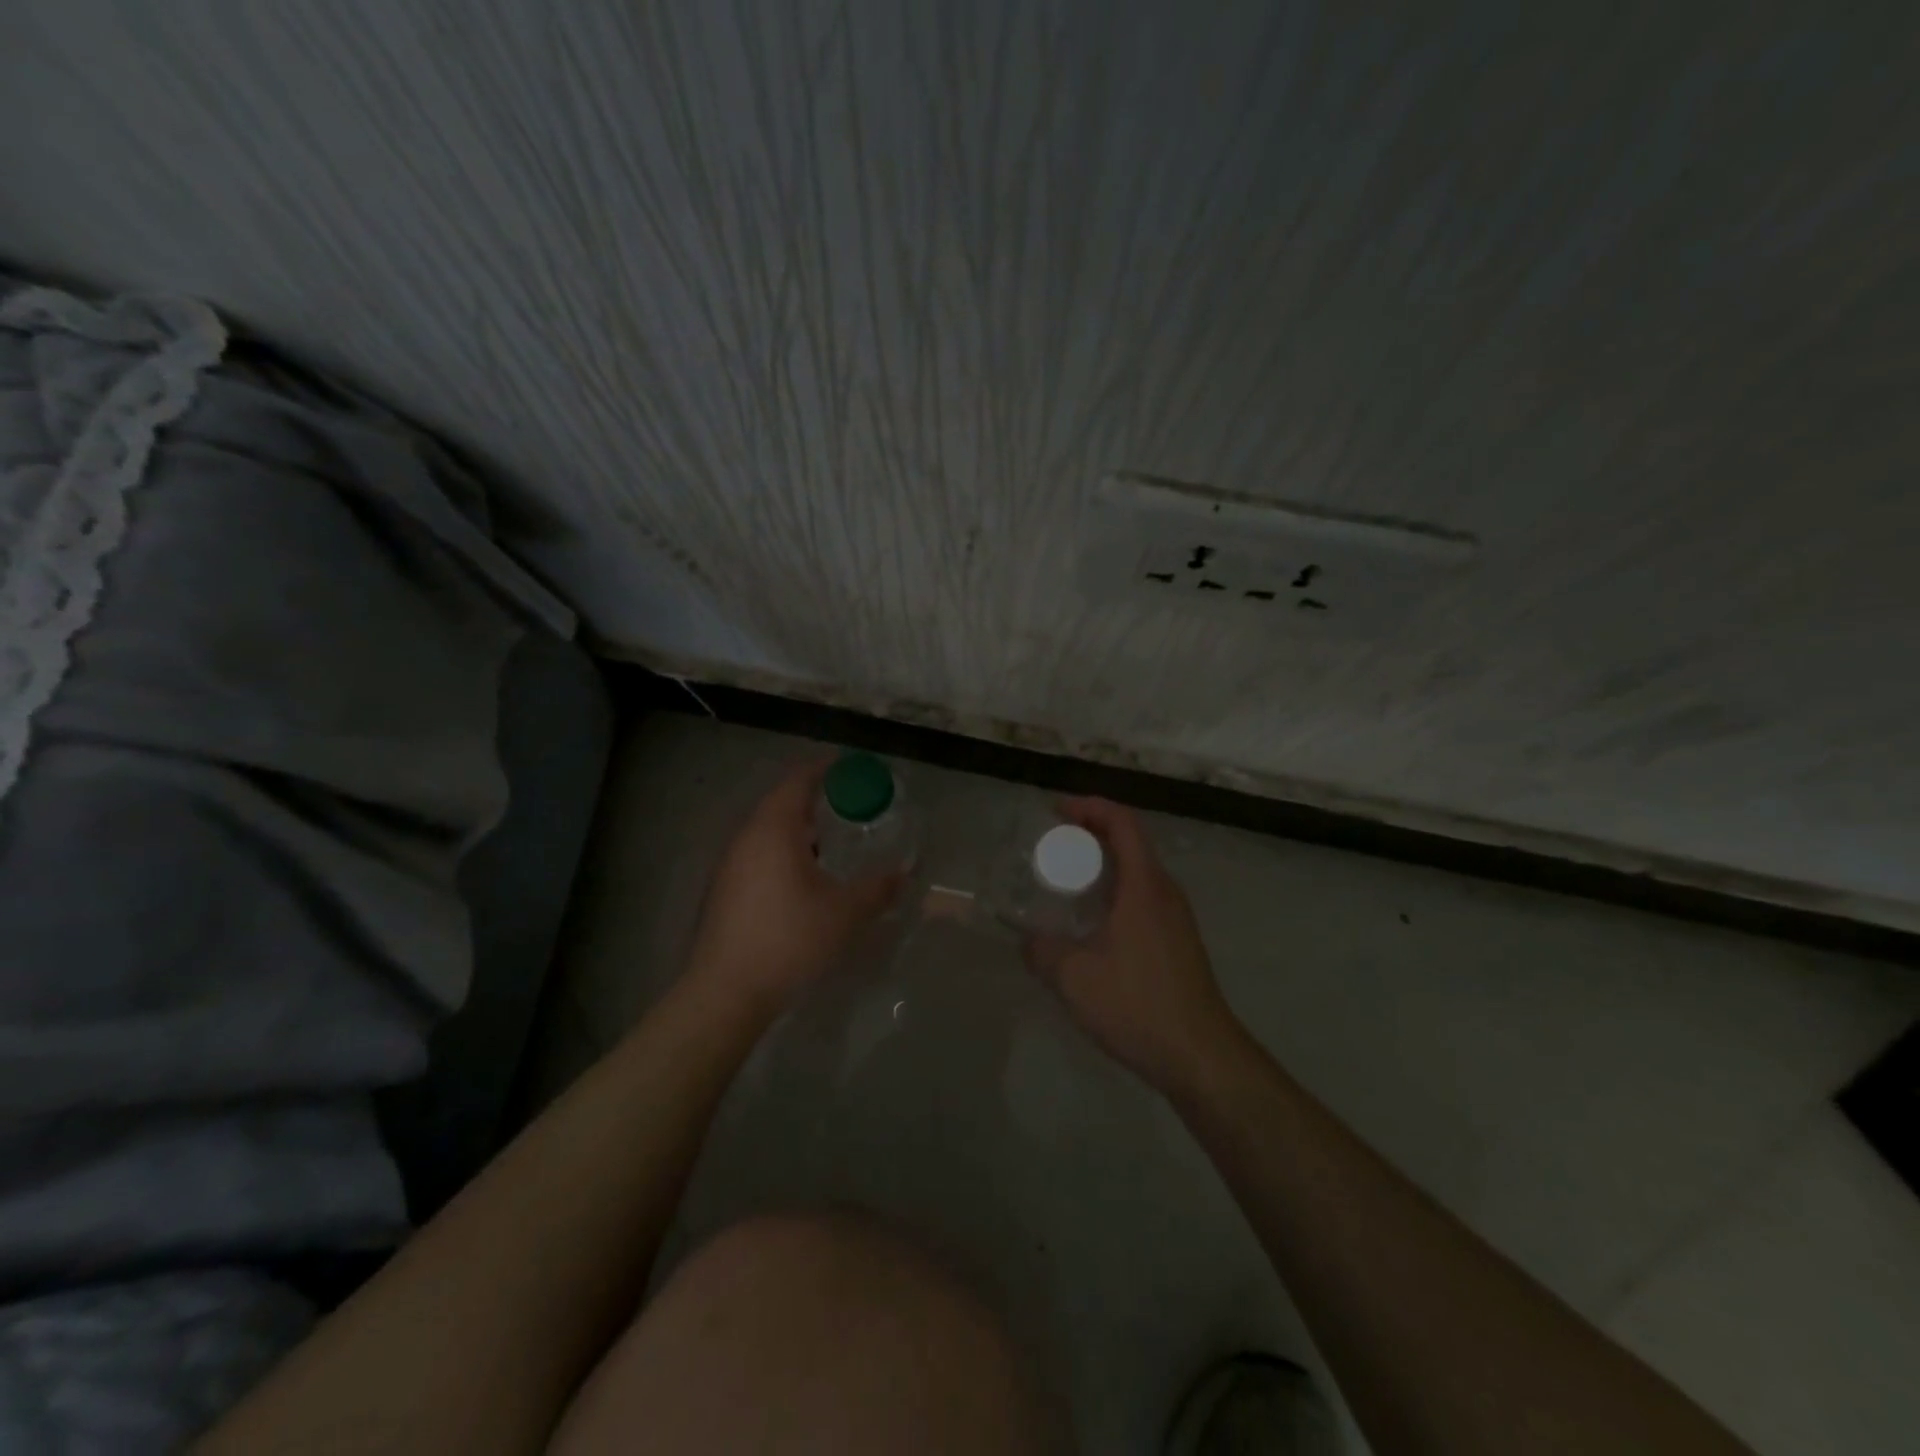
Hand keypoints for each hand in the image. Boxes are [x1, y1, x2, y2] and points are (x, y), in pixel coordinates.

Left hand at [684, 758, 903, 1017]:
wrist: (726, 992)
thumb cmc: (790, 939)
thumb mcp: (846, 913)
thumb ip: (878, 888)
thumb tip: (904, 874)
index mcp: (774, 829)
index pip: (798, 780)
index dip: (824, 769)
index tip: (849, 767)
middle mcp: (747, 838)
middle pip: (781, 803)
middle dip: (814, 800)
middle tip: (848, 806)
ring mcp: (730, 865)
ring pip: (768, 832)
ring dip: (798, 830)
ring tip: (831, 843)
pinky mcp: (724, 891)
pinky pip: (759, 855)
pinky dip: (784, 853)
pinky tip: (804, 880)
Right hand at [1025, 798, 1238, 1091]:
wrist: (1201, 1056)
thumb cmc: (1137, 1005)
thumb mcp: (1074, 978)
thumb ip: (1041, 951)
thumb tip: (1027, 941)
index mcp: (1145, 885)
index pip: (1121, 821)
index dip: (1088, 807)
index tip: (1054, 812)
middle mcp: (1165, 891)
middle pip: (1129, 841)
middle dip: (1089, 834)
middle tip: (1050, 846)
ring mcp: (1176, 917)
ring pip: (1137, 872)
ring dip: (1102, 865)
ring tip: (1064, 880)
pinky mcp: (1178, 941)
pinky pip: (1142, 897)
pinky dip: (1114, 891)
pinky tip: (1090, 923)